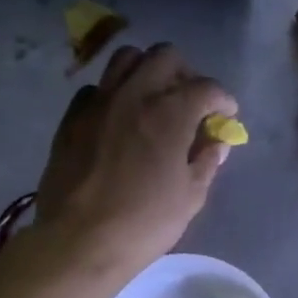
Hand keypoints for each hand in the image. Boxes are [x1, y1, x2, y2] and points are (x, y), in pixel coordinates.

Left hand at [34, 44, 237, 276]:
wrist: (78, 241)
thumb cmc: (143, 223)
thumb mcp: (190, 197)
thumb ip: (207, 161)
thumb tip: (217, 142)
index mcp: (170, 113)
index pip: (206, 87)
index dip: (222, 100)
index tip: (225, 116)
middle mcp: (134, 94)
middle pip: (165, 56)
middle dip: (185, 73)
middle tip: (190, 101)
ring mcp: (98, 102)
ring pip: (126, 59)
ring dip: (147, 71)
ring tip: (153, 98)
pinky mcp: (72, 117)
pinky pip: (96, 88)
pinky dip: (113, 94)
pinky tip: (118, 119)